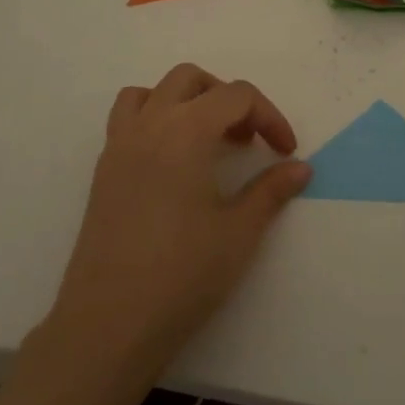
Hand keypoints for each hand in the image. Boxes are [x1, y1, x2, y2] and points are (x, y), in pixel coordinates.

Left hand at [43, 64, 310, 375]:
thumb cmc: (181, 275)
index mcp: (186, 130)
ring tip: (206, 139)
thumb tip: (301, 168)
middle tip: (247, 140)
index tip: (286, 152)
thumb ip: (271, 191)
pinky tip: (171, 161)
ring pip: (154, 91)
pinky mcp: (103, 169)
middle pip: (192, 79)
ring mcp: (119, 144)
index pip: (236, 96)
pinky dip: (154, 118)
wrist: (108, 325)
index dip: (269, 116)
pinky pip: (128, 117)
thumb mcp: (238, 233)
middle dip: (227, 98)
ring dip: (186, 100)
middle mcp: (149, 124)